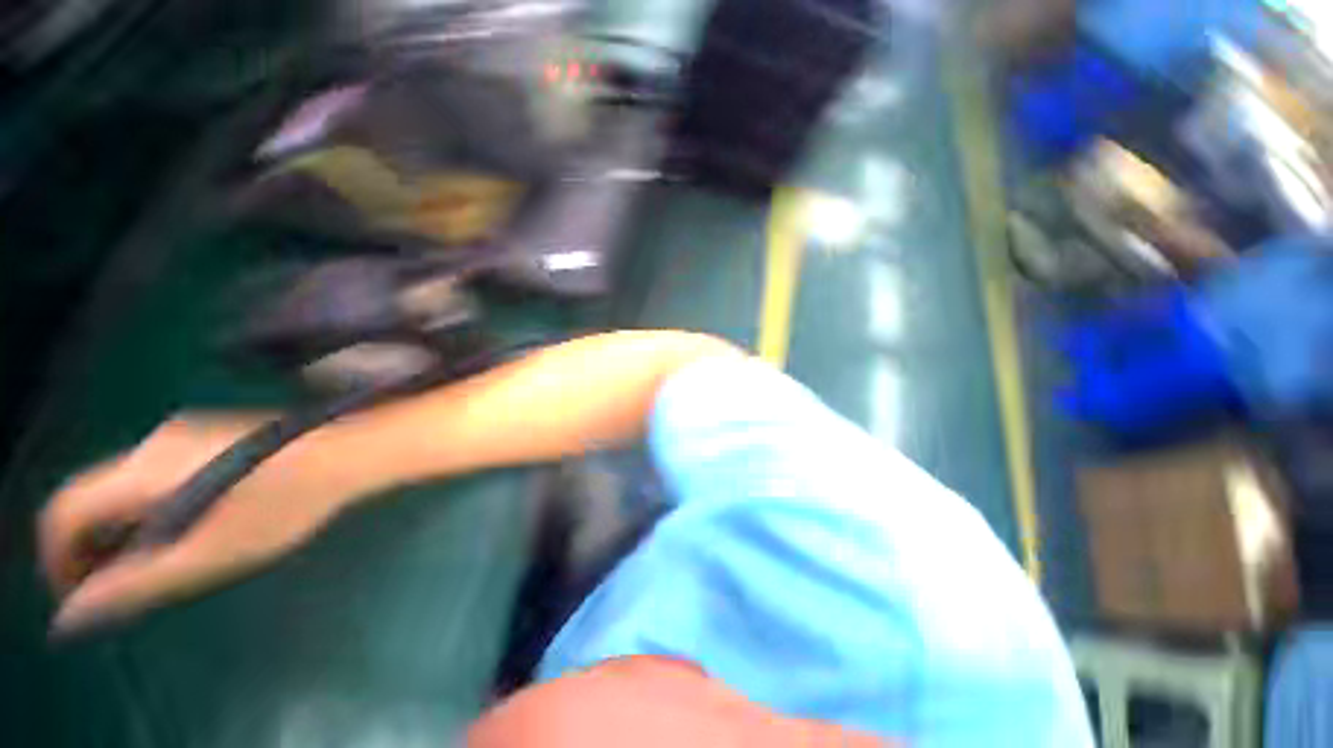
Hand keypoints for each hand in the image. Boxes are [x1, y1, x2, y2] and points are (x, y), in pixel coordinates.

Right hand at [40, 414, 353, 634]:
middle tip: (116, 587)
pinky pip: (152, 475)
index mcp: (144, 470)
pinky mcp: (206, 435)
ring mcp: (181, 434)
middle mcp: (153, 443)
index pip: (65, 510)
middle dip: (90, 546)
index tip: (76, 595)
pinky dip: (147, 508)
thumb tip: (75, 610)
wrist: (349, 453)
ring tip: (151, 565)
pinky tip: (182, 530)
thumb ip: (137, 583)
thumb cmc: (286, 505)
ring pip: (122, 487)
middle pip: (91, 497)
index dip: (56, 556)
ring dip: (120, 529)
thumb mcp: (208, 554)